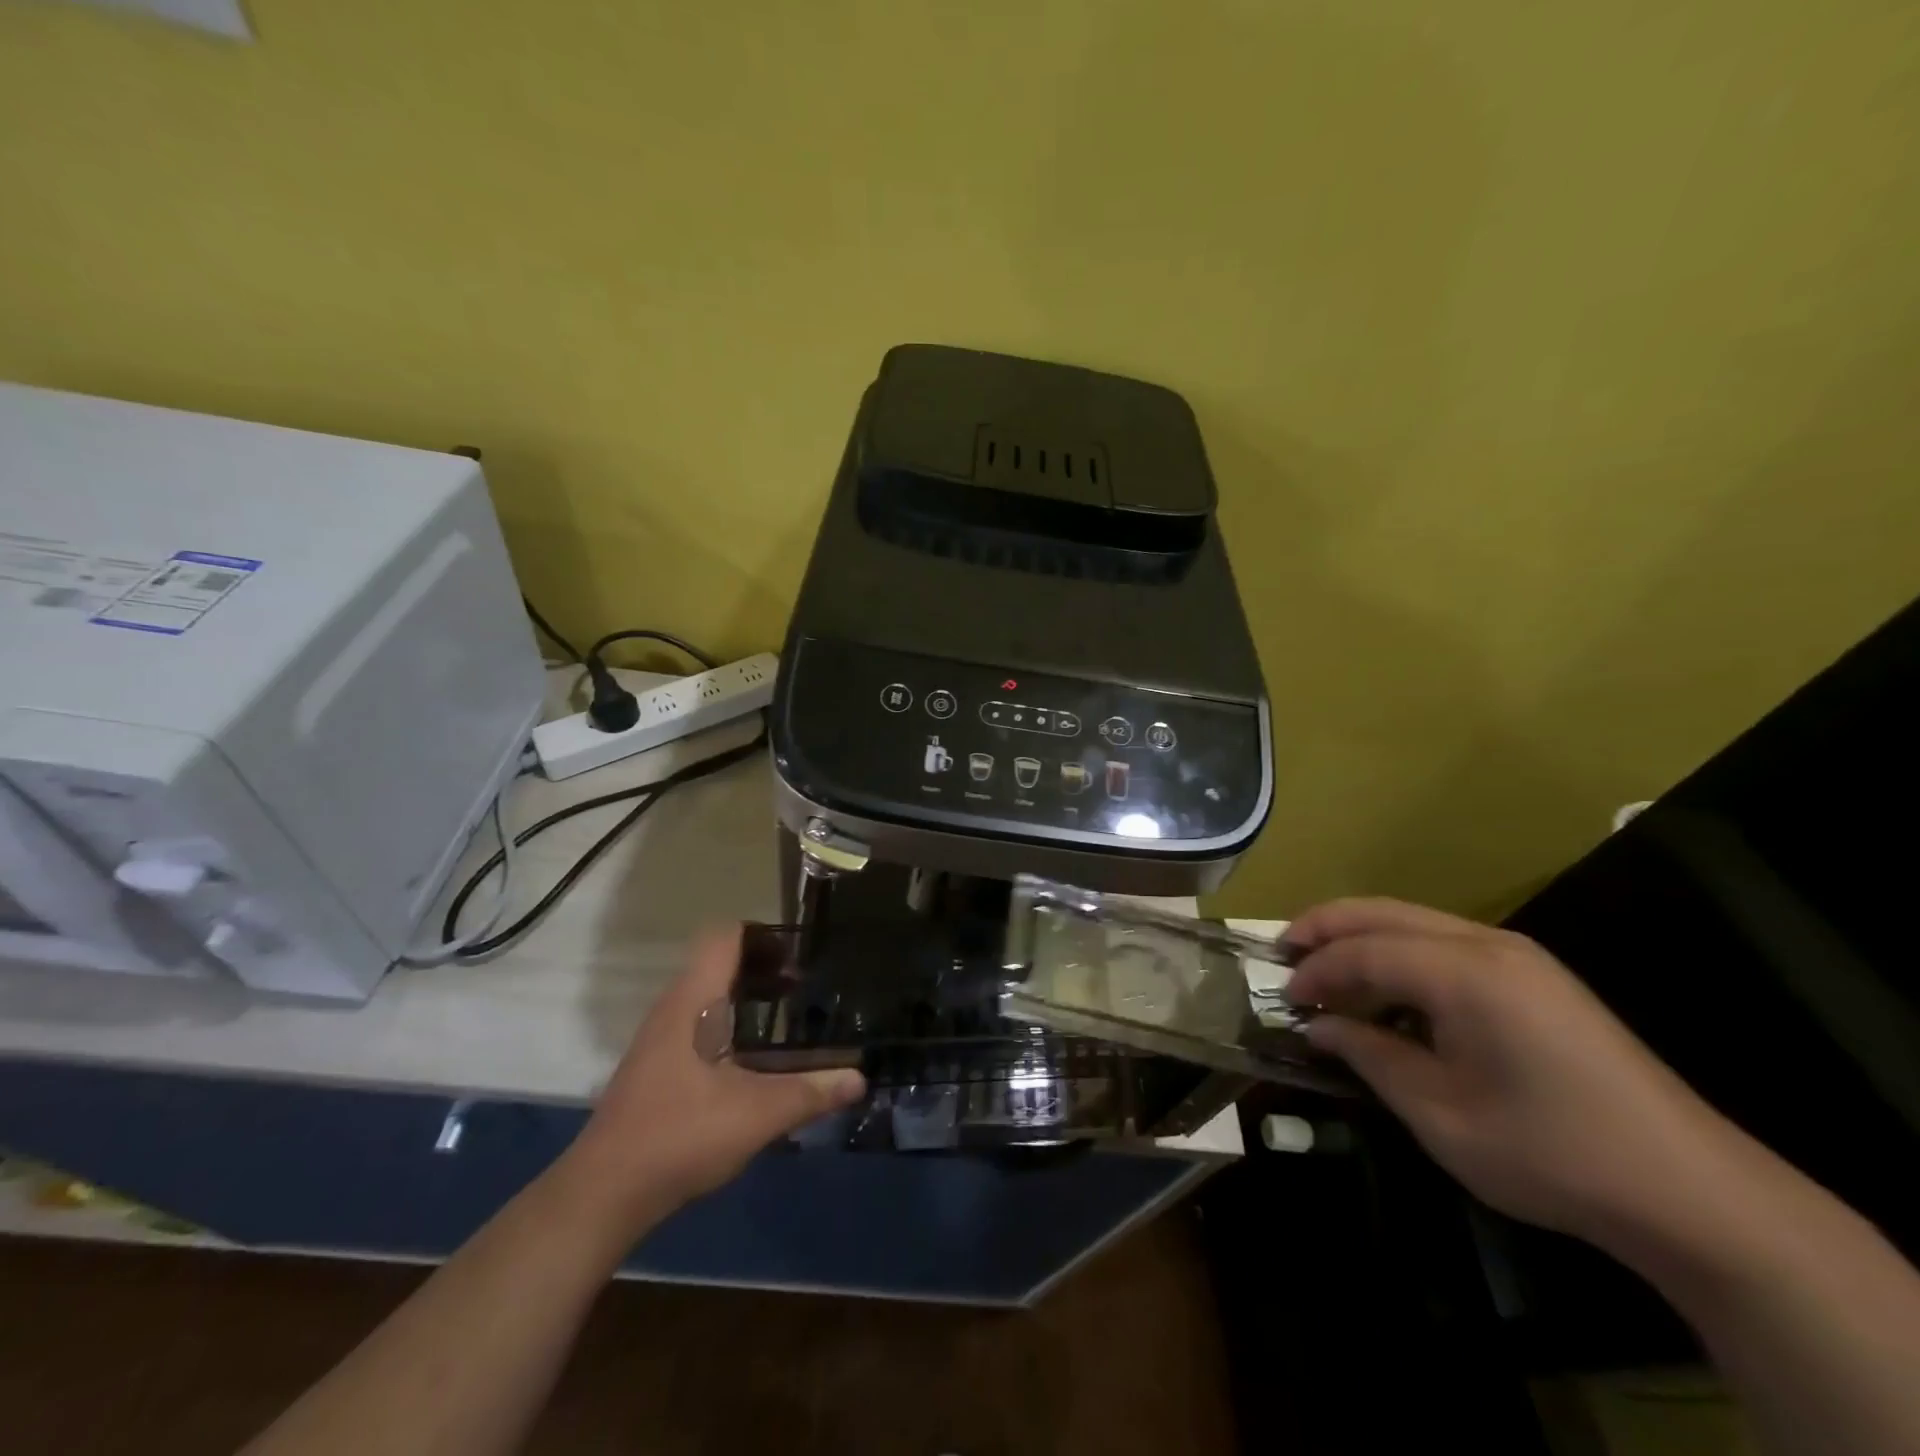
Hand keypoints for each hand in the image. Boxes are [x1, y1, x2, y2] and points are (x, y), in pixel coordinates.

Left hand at [567, 926, 864, 1224]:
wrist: (603, 1194)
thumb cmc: (681, 1135)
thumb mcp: (758, 1115)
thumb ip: (811, 1093)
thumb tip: (860, 1079)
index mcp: (694, 1001)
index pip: (725, 936)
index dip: (763, 935)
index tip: (799, 957)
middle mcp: (673, 1008)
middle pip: (718, 961)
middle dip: (763, 967)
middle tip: (802, 989)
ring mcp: (659, 1038)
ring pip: (706, 994)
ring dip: (745, 996)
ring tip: (784, 1019)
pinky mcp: (655, 1066)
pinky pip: (697, 1022)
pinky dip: (729, 1023)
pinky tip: (751, 1060)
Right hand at [1285, 898, 1735, 1244]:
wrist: (1691, 1192)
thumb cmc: (1550, 1152)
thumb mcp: (1441, 1113)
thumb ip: (1370, 1056)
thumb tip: (1319, 1026)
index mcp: (1465, 971)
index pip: (1364, 951)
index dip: (1315, 970)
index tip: (1283, 998)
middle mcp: (1488, 944)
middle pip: (1383, 913)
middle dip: (1326, 926)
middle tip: (1283, 951)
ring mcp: (1518, 956)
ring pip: (1414, 922)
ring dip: (1362, 938)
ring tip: (1324, 969)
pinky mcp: (1535, 977)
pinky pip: (1445, 944)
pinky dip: (1400, 955)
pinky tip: (1386, 991)